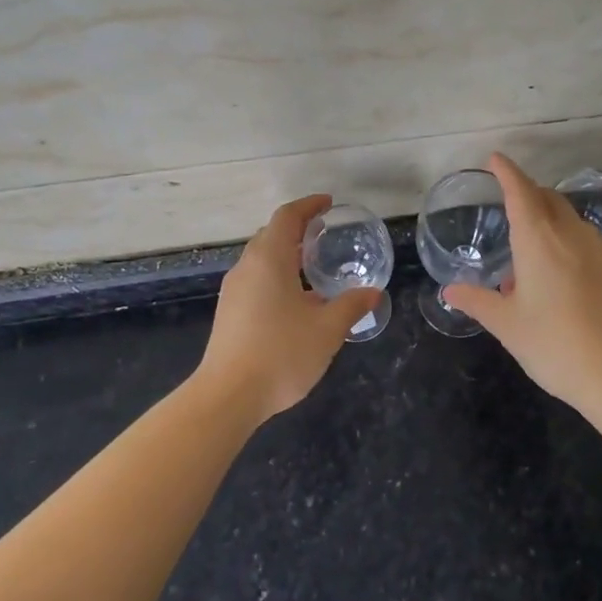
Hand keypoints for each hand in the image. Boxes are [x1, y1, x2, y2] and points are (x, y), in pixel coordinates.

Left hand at [197, 194, 380, 423]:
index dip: (308, 206)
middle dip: (297, 229)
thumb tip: (373, 292)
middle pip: (270, 235)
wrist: (228, 396)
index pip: (287, 217)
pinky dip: (276, 276)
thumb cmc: (282, 353)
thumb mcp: (327, 329)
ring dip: (286, 255)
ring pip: (261, 259)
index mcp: (269, 260)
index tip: (328, 204)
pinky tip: (295, 300)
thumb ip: (351, 306)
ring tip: (313, 266)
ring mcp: (233, 291)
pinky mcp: (228, 313)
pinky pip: (255, 280)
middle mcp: (247, 268)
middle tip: (324, 234)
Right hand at [444, 154, 601, 412]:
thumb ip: (477, 302)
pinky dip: (564, 240)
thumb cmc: (556, 345)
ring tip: (526, 255)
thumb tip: (449, 291)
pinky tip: (556, 275)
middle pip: (547, 198)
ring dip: (546, 220)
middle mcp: (571, 234)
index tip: (495, 158)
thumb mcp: (507, 325)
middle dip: (526, 193)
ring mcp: (599, 249)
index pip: (520, 191)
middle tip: (506, 206)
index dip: (507, 172)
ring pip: (568, 218)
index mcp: (539, 239)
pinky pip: (583, 239)